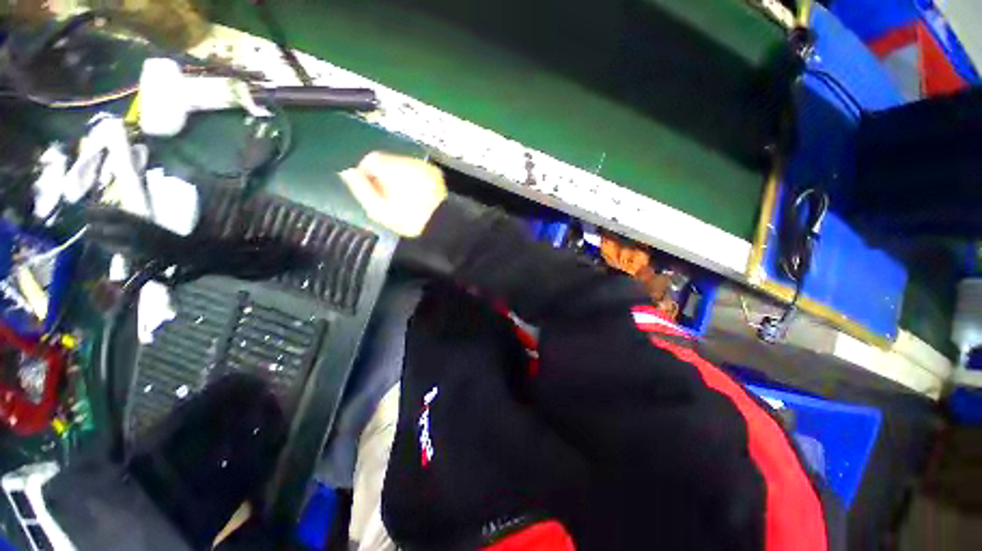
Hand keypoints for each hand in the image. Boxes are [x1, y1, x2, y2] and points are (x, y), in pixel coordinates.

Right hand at [340, 152, 447, 237]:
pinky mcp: (435, 173)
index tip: (369, 188)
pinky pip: (417, 170)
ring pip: (403, 164)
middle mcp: (410, 162)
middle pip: (388, 160)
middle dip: (383, 175)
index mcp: (394, 169)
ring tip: (401, 197)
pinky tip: (415, 194)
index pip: (372, 158)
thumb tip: (347, 172)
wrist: (441, 225)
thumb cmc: (409, 220)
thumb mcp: (379, 210)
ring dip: (398, 176)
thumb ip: (361, 189)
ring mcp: (424, 166)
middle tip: (385, 196)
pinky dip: (412, 178)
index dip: (366, 172)